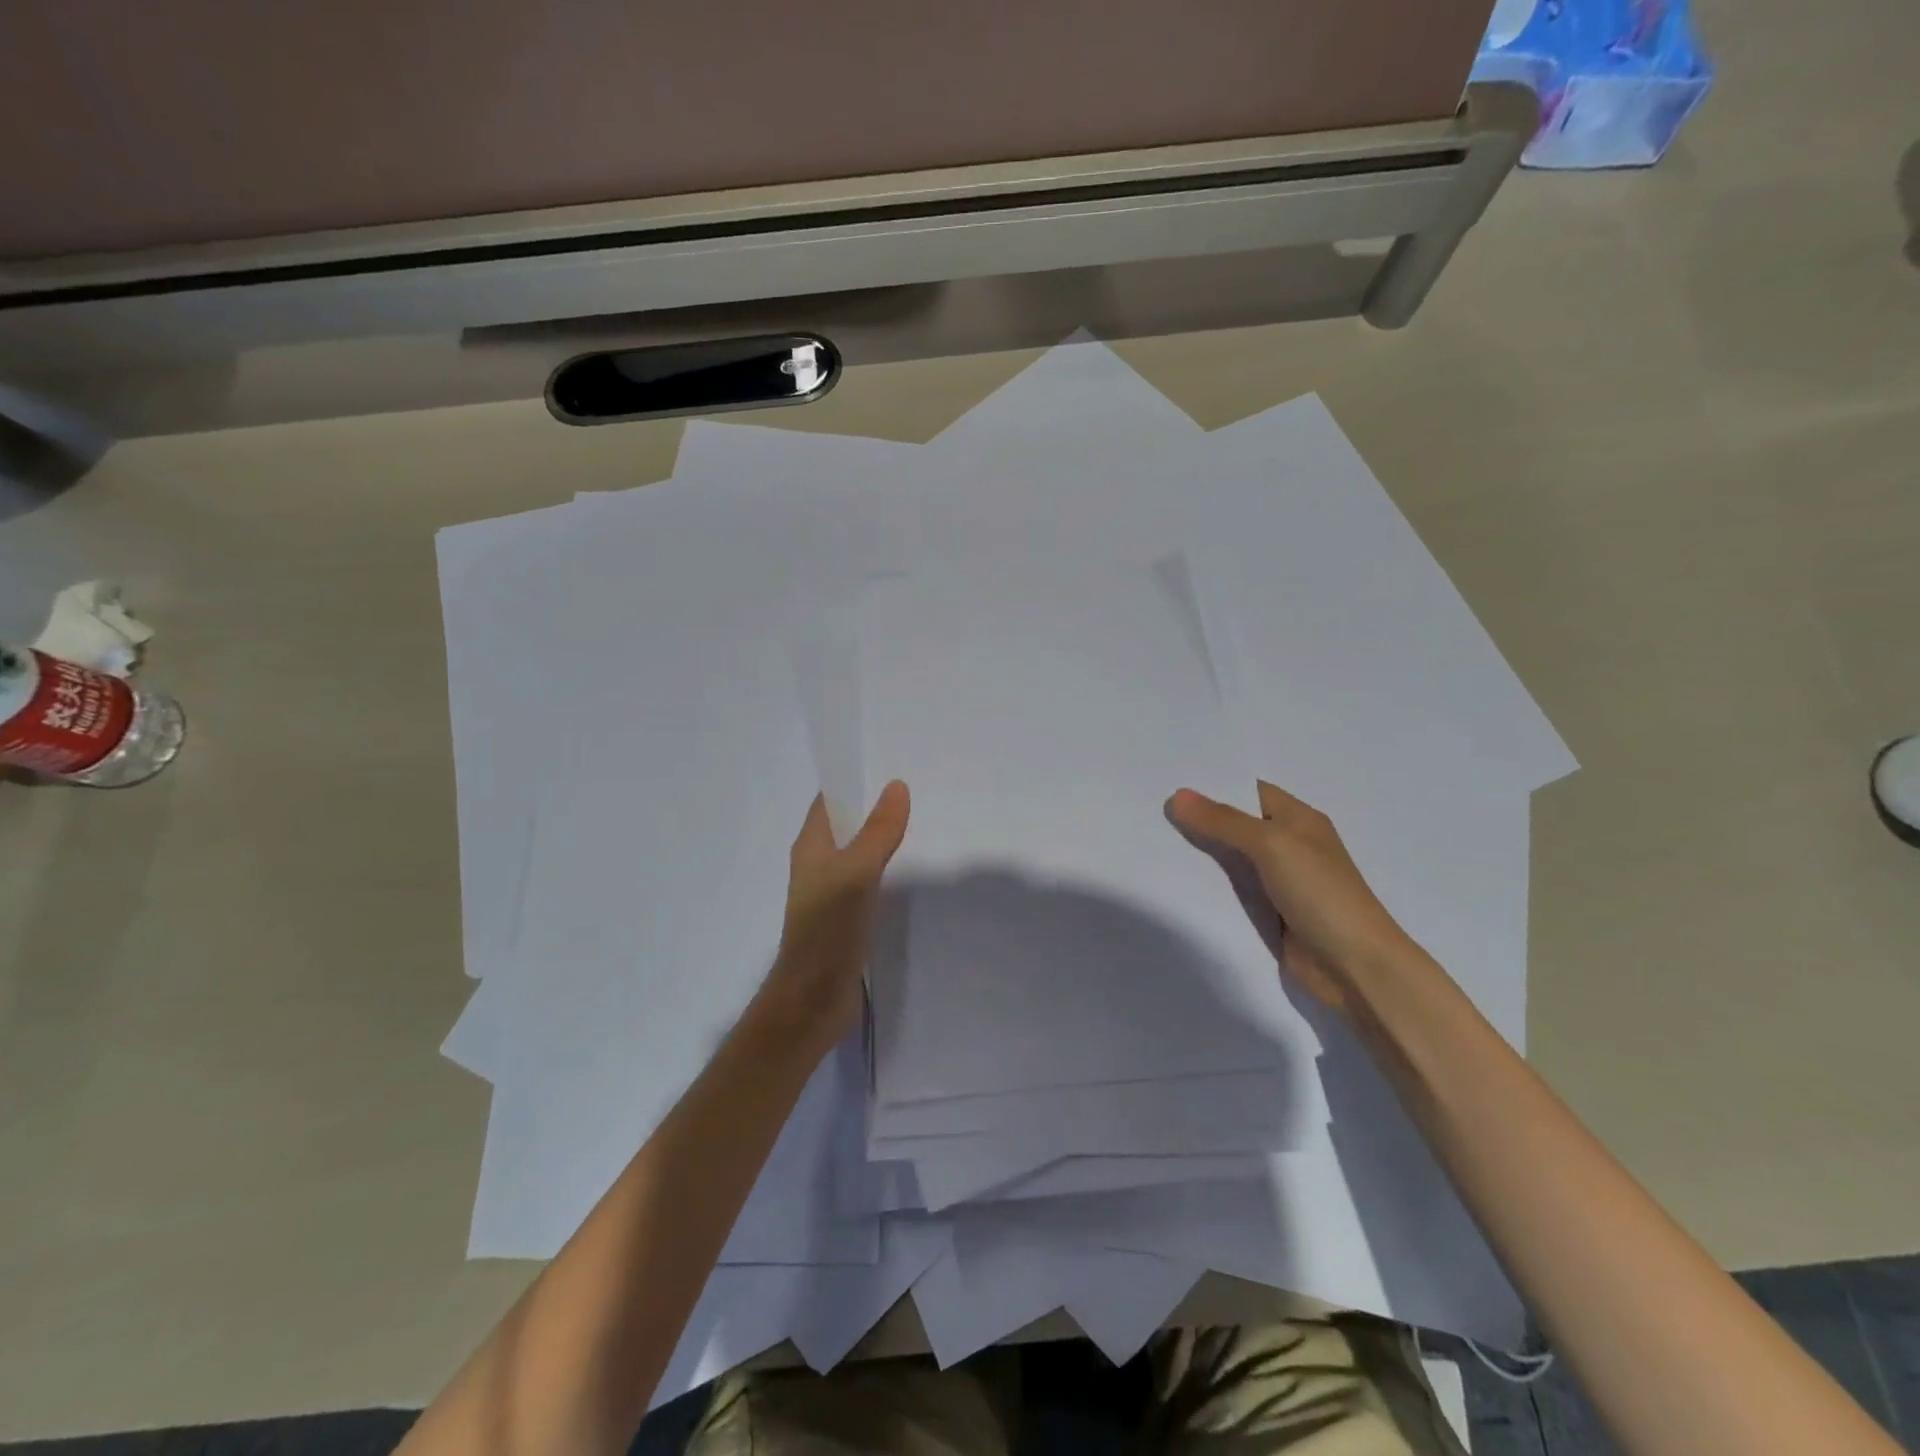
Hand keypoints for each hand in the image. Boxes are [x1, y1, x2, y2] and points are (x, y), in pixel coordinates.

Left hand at [756, 782, 910, 1053]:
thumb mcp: (857, 872)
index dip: (851, 783)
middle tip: (911, 797)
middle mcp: (815, 865)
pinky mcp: (842, 919)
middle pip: (843, 827)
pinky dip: (881, 871)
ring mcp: (828, 894)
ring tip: (914, 829)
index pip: (828, 802)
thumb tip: (896, 786)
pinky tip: (903, 875)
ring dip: (877, 842)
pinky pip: (863, 882)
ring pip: (854, 855)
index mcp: (810, 847)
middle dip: (871, 810)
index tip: (887, 769)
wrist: (813, 998)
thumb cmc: (828, 929)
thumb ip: (878, 831)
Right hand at [1166, 781, 1411, 1011]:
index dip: (1212, 785)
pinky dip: (1207, 888)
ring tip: (1150, 840)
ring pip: (1229, 860)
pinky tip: (1172, 881)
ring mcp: (1278, 882)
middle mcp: (1288, 846)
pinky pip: (1231, 893)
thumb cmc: (1321, 893)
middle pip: (1235, 825)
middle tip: (1149, 809)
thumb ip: (1223, 821)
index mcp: (1298, 820)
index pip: (1248, 791)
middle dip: (1198, 819)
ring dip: (1198, 855)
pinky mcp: (1268, 914)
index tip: (1168, 780)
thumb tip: (1177, 796)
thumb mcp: (1272, 845)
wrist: (1355, 967)